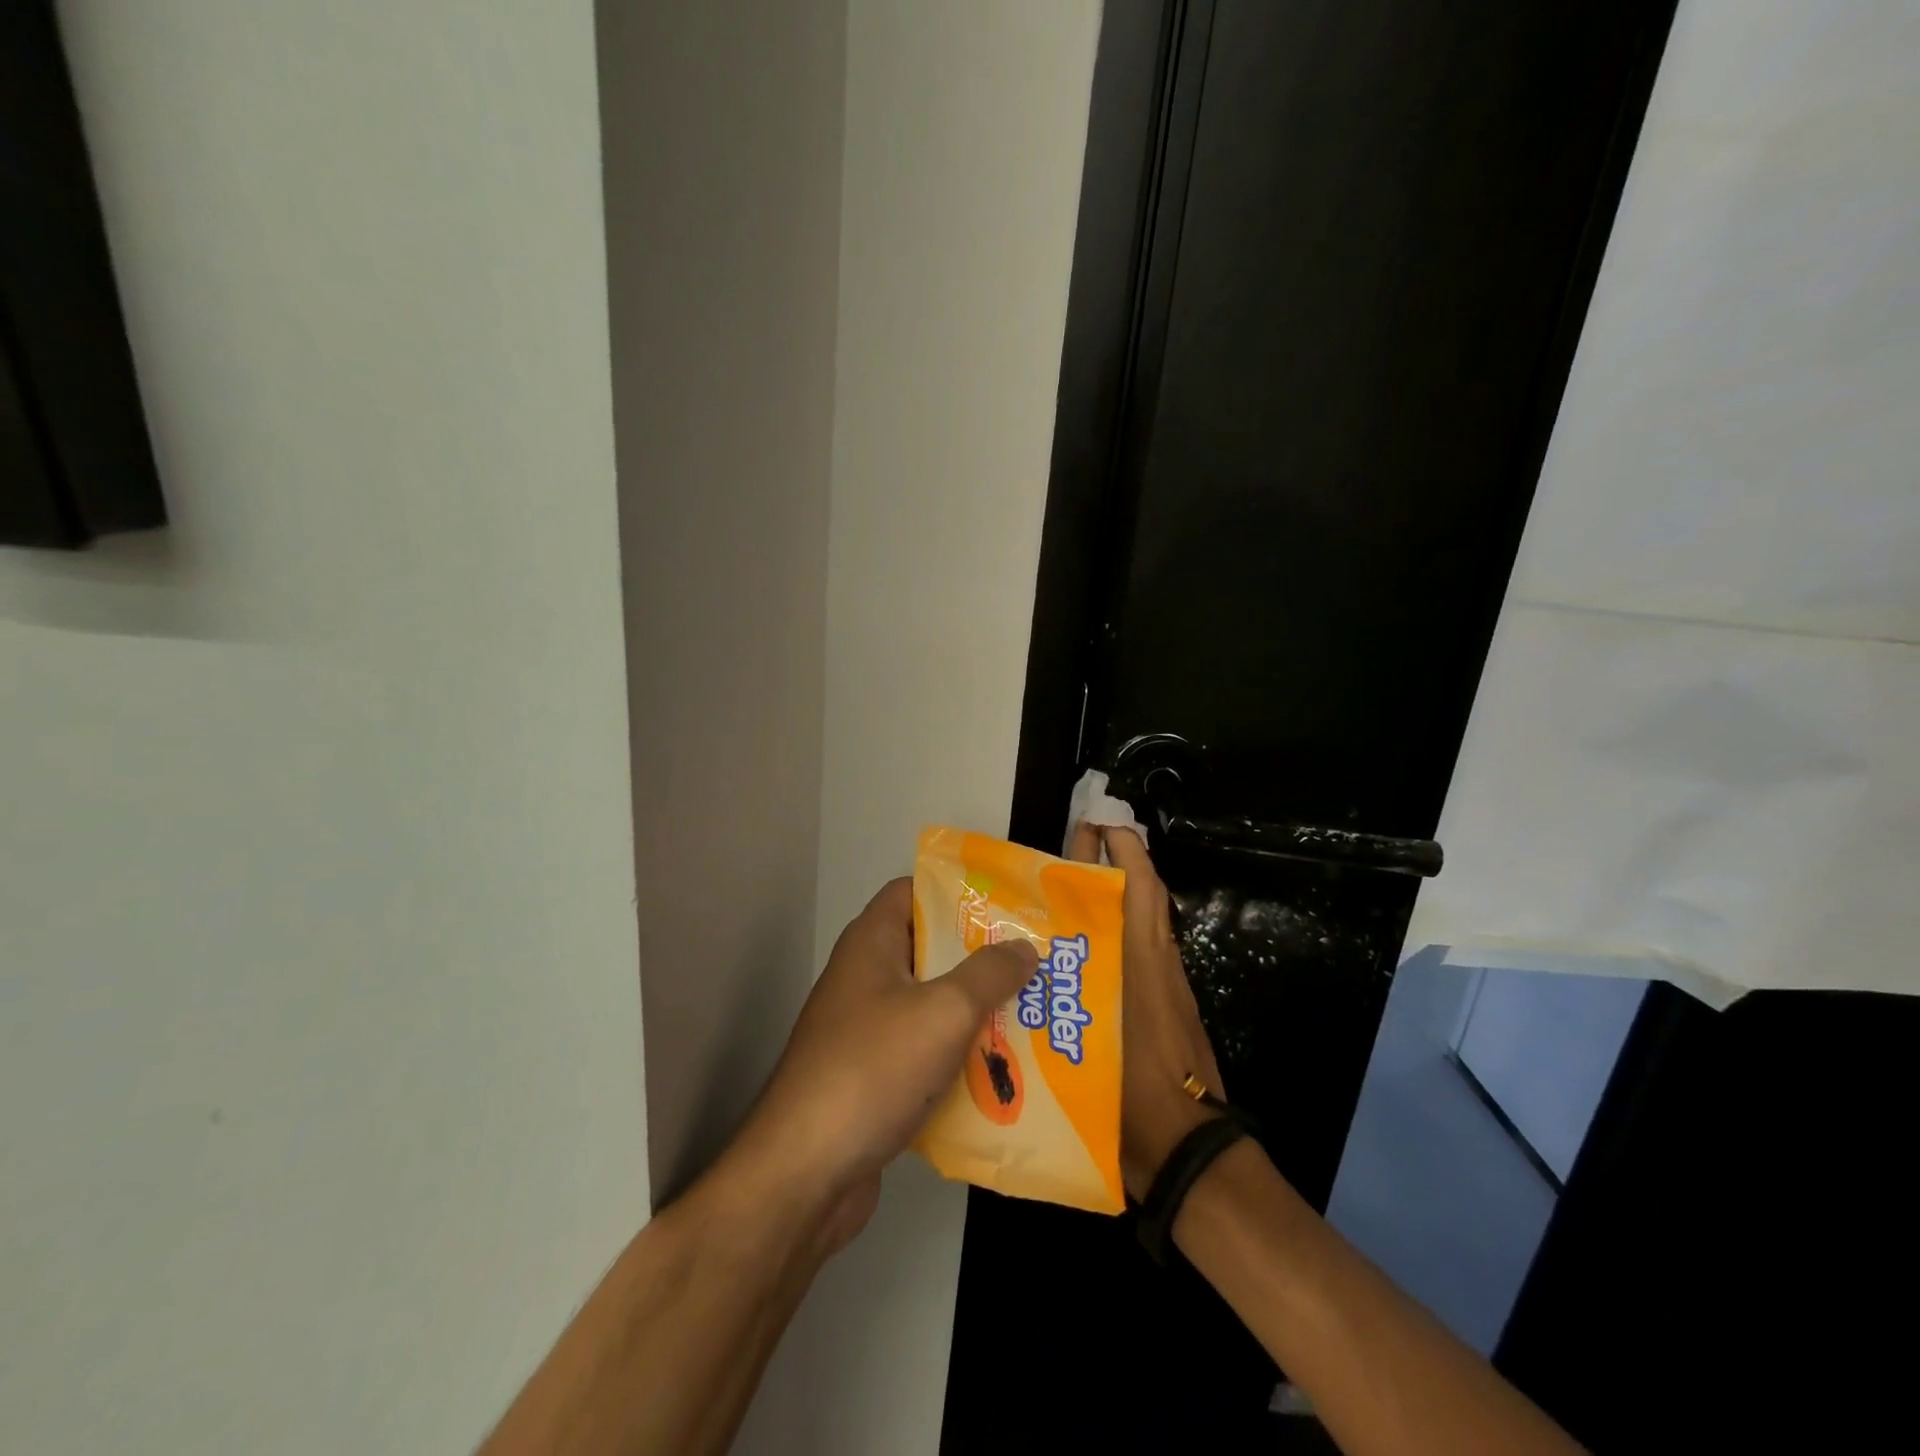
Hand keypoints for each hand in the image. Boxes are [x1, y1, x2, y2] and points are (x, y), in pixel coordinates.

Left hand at [723, 878, 1039, 1254]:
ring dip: (976, 1011)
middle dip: (982, 956)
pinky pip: (924, 1051)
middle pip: (930, 949)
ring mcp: (866, 1028)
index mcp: (872, 942)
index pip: (914, 891)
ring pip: (931, 1004)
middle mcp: (865, 976)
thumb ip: (989, 974)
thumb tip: (1024, 947)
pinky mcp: (872, 1076)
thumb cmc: (873, 1068)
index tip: (1008, 906)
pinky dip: (958, 1056)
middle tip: (1035, 963)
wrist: (806, 1171)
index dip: (958, 891)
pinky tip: (1003, 1072)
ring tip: (1033, 1013)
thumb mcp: (944, 1011)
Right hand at [1068, 823, 1224, 1198]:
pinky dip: (1119, 932)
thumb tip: (1022, 971)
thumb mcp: (1088, 1049)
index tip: (1099, 823)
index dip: (1124, 850)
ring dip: (1116, 894)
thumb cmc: (1134, 1098)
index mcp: (1141, 962)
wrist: (1191, 1153)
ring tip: (1066, 886)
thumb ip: (1057, 1010)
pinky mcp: (1167, 1008)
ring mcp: (1165, 986)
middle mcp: (1156, 963)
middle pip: (1141, 896)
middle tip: (1076, 839)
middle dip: (1114, 862)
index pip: (1140, 889)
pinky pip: (1141, 952)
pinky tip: (1082, 946)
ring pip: (1141, 923)